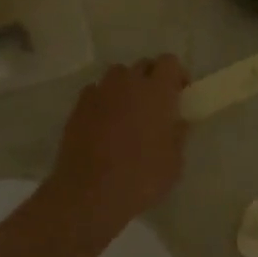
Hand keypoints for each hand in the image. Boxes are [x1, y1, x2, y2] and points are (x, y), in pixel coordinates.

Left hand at [45, 57, 189, 237]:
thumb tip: (177, 122)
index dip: (176, 75)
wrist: (89, 194)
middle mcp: (126, 84)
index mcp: (156, 92)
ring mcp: (99, 93)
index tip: (180, 94)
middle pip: (142, 65)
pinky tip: (105, 124)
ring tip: (129, 113)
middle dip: (152, 79)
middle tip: (156, 106)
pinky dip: (104, 101)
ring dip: (126, 87)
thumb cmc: (141, 179)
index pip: (169, 62)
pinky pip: (95, 93)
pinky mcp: (77, 108)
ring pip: (116, 76)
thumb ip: (177, 135)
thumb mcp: (174, 163)